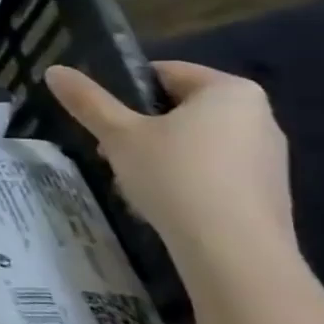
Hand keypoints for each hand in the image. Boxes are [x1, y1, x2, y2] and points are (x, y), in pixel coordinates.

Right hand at [45, 61, 294, 258]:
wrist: (234, 252)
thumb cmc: (176, 176)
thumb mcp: (119, 135)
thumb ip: (87, 101)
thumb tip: (54, 70)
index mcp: (230, 90)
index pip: (165, 73)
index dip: (124, 91)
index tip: (102, 119)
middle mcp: (259, 115)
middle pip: (180, 109)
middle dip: (140, 128)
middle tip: (111, 152)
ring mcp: (269, 157)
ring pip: (195, 142)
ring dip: (159, 155)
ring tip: (134, 182)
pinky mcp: (268, 193)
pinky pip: (214, 172)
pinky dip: (185, 180)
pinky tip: (164, 204)